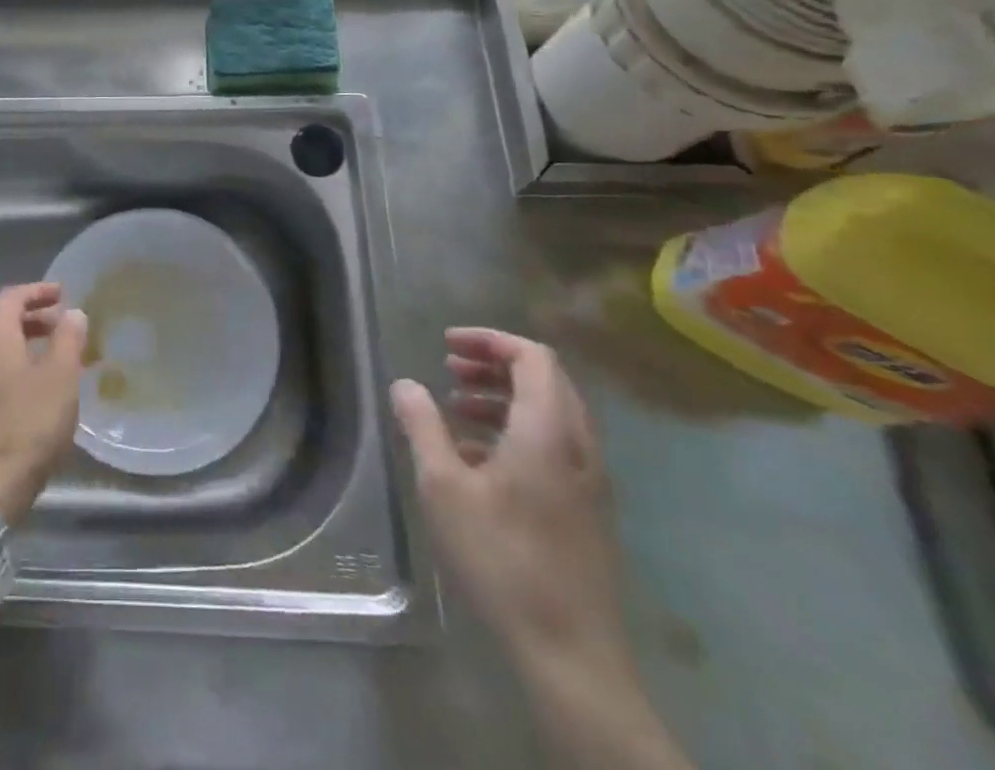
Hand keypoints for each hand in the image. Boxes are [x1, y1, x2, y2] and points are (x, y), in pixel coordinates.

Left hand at [0, 282, 86, 525]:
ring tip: (52, 360)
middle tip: (59, 325)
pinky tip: (33, 393)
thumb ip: (68, 340)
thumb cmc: (27, 426)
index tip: (62, 295)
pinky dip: (13, 369)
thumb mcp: (60, 379)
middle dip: (30, 317)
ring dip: (22, 345)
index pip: (10, 298)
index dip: (36, 291)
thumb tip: (73, 313)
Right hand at [390, 328, 628, 670]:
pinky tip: (477, 458)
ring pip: (551, 414)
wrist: (571, 654)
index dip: (490, 340)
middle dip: (494, 365)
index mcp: (548, 431)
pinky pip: (554, 446)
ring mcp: (590, 481)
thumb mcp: (443, 487)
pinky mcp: (588, 511)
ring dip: (503, 398)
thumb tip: (405, 384)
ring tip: (456, 409)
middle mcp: (578, 446)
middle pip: (545, 380)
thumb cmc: (502, 558)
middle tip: (449, 369)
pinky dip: (517, 431)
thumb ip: (422, 426)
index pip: (533, 357)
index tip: (446, 344)